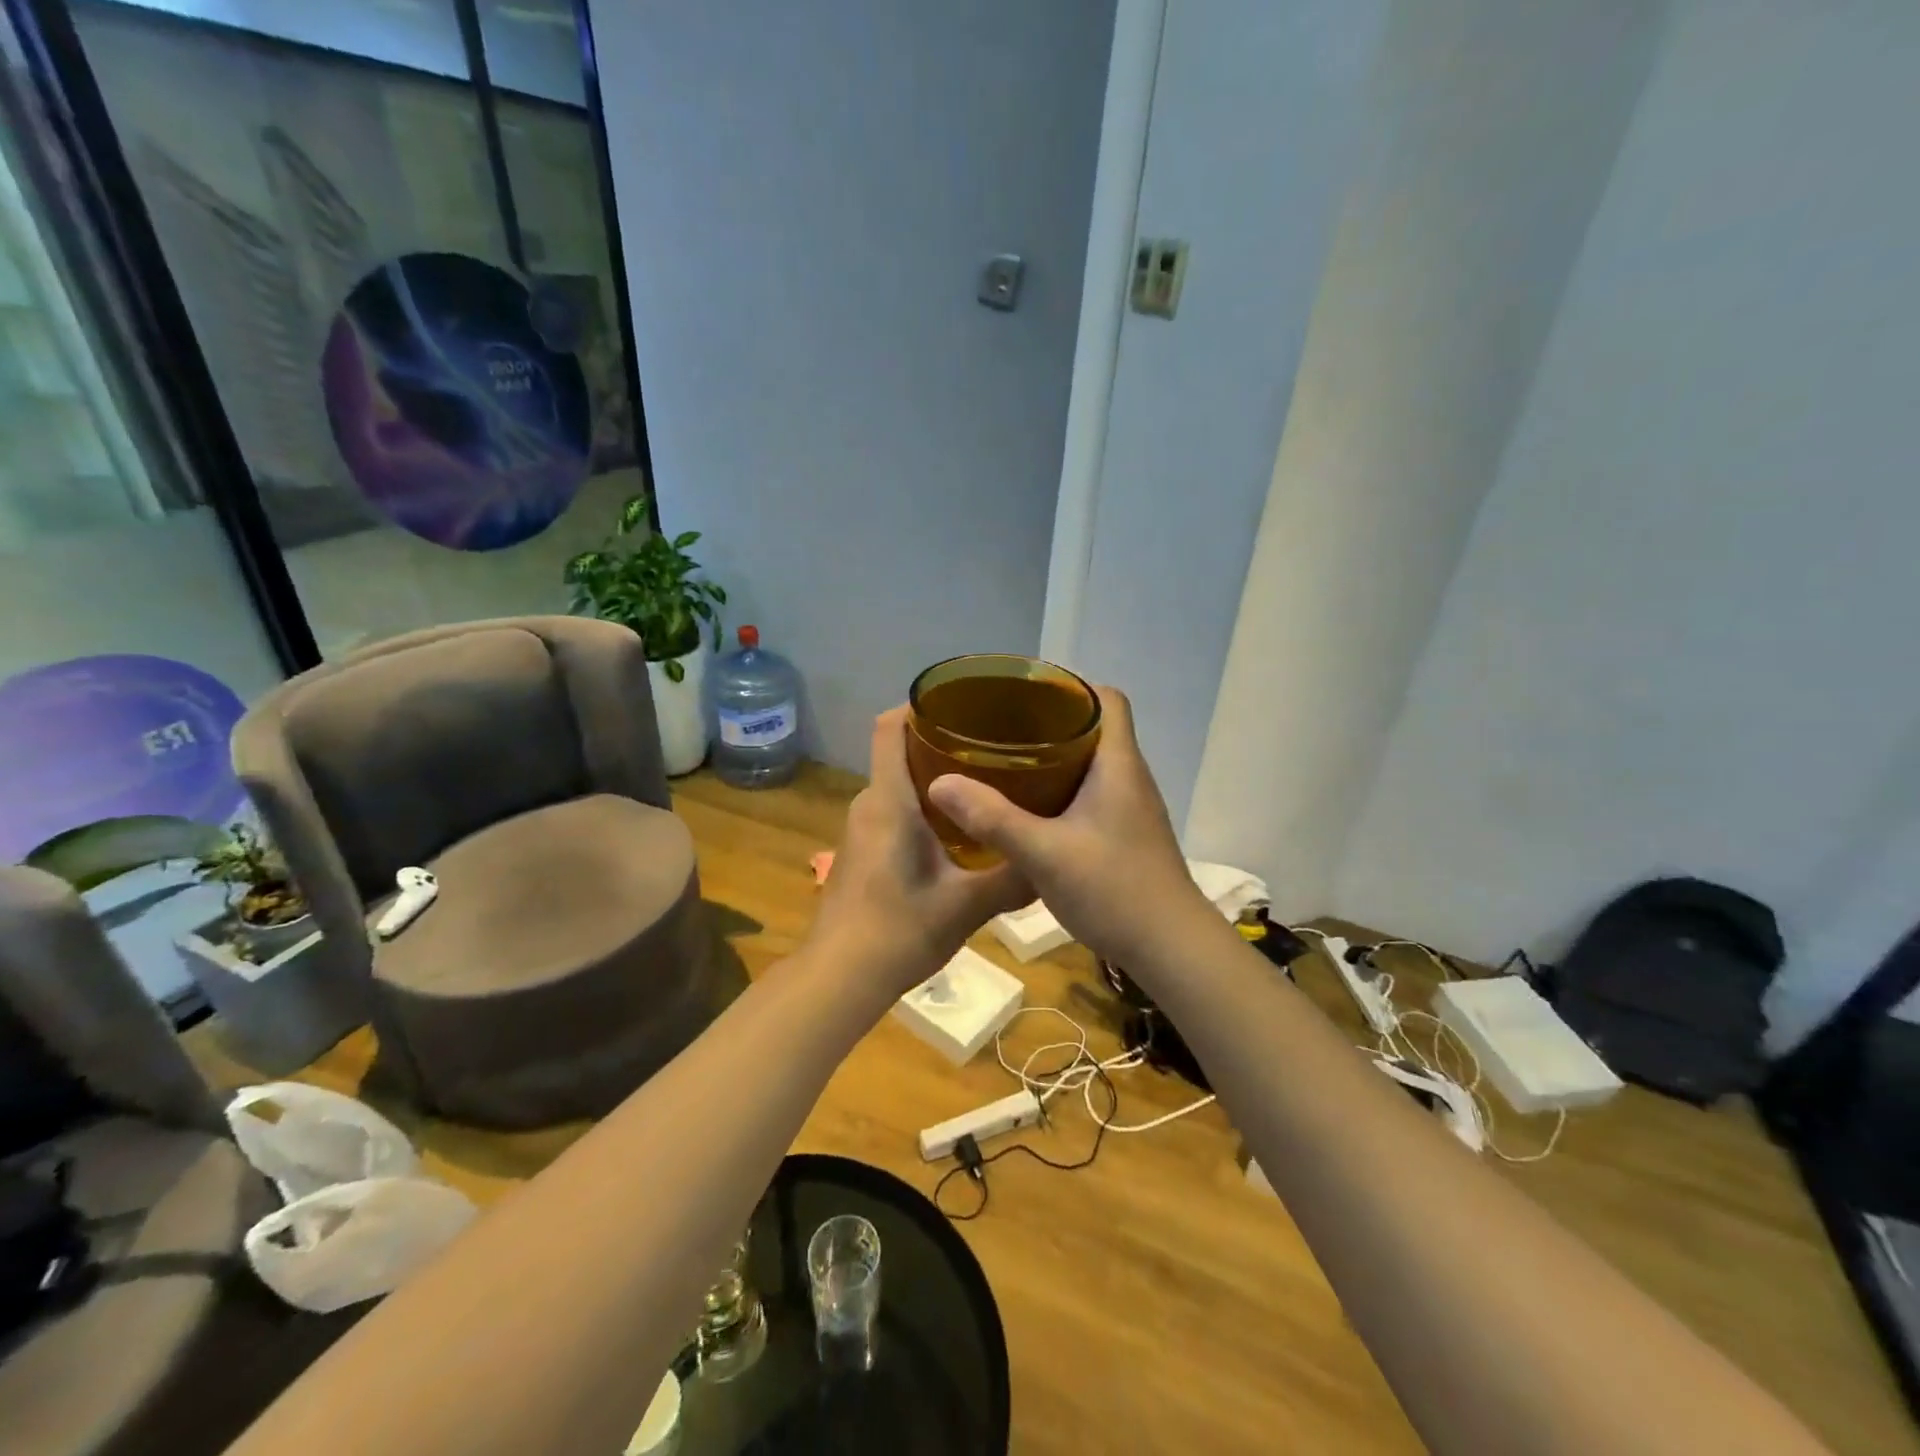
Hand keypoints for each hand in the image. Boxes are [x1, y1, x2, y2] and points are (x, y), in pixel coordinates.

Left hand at [806, 707, 1033, 999]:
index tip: (961, 703)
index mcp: (890, 800)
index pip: (889, 727)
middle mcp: (869, 804)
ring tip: (985, 785)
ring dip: (935, 779)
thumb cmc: (900, 930)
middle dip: (942, 743)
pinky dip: (923, 807)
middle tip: (994, 748)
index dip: (918, 704)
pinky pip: (893, 810)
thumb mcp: (967, 905)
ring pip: (898, 785)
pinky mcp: (861, 851)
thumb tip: (1053, 861)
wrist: (840, 977)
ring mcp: (860, 828)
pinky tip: (958, 831)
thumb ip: (1012, 879)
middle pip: (899, 752)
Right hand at [926, 687, 1219, 969]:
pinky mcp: (1125, 834)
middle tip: (1001, 727)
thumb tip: (939, 783)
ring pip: (1091, 763)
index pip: (1107, 698)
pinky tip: (1028, 809)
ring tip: (1006, 761)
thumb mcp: (1044, 853)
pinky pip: (1091, 793)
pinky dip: (1060, 789)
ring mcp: (1130, 808)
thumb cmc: (1114, 890)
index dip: (1071, 686)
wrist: (1170, 948)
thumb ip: (992, 818)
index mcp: (1118, 764)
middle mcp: (1129, 777)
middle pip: (1094, 727)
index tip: (1025, 692)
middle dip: (1049, 721)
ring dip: (1054, 757)